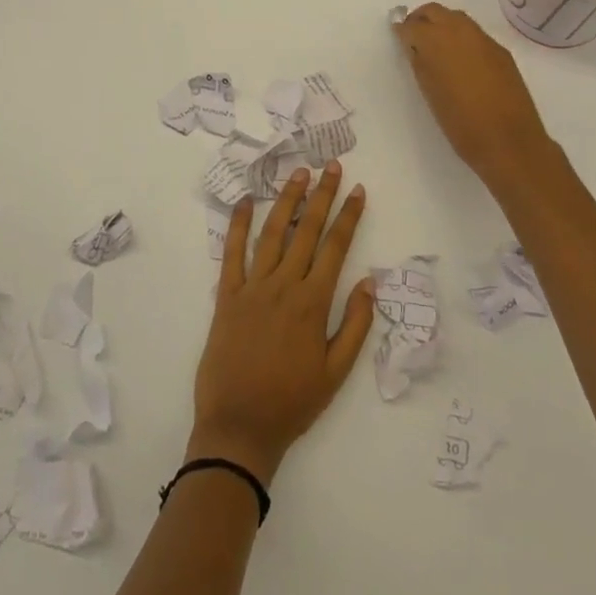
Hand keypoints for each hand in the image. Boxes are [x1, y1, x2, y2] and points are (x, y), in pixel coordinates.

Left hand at [190, 163, 373, 484]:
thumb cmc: (292, 403)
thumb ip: (354, 325)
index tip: (357, 190)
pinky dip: (239, 225)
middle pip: (306, 230)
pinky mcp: (227, 295)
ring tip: (298, 174)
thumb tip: (368, 282)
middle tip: (330, 167)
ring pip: (272, 233)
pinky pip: (232, 253)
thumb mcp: (336, 373)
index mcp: (312, 302)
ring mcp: (252, 287)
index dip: (348, 216)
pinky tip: (246, 202)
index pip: (335, 247)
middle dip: (321, 195)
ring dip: (287, 201)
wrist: (239, 428)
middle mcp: (284, 285)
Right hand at [397, 3, 558, 189]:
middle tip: (414, 38)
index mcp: (437, 41)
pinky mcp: (501, 51)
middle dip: (421, 19)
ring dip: (442, 25)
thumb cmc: (460, 123)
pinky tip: (461, 60)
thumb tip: (414, 47)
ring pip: (457, 18)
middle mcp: (460, 31)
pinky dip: (462, 38)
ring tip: (436, 49)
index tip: (398, 38)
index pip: (413, 25)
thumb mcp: (430, 93)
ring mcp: (484, 39)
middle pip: (435, 11)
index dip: (403, 31)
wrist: (509, 141)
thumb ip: (420, 63)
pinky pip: (475, 34)